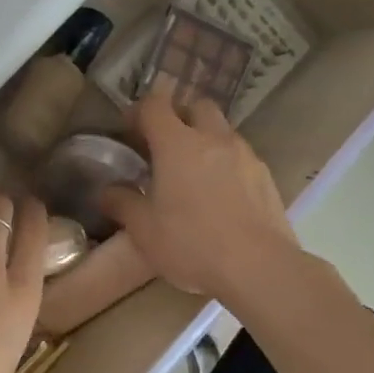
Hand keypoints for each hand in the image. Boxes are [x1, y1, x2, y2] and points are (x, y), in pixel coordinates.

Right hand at [99, 86, 297, 302]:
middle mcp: (213, 139)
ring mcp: (245, 156)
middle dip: (179, 116)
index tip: (129, 130)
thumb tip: (107, 192)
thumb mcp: (144, 230)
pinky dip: (226, 163)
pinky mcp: (266, 177)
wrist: (258, 267)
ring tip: (192, 173)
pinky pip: (241, 156)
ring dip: (205, 140)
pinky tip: (219, 195)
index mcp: (177, 144)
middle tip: (164, 145)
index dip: (139, 111)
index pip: (155, 105)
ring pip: (222, 131)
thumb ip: (122, 204)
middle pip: (197, 106)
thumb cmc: (191, 243)